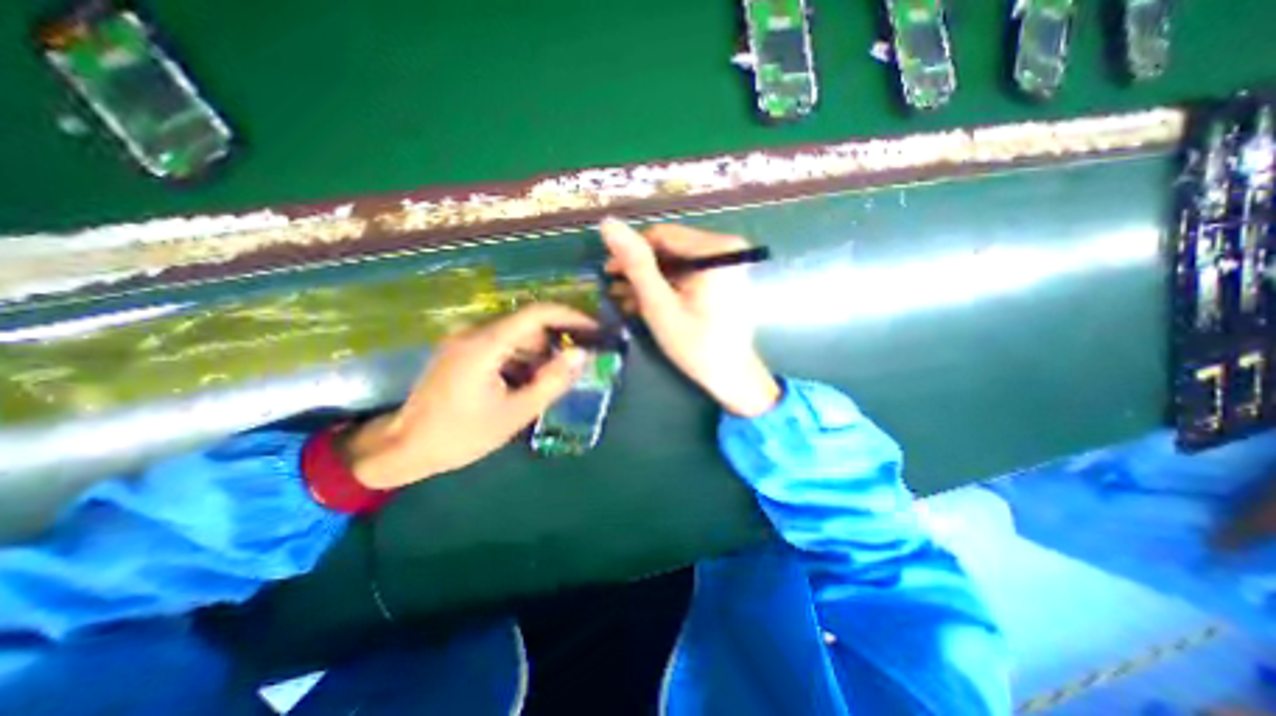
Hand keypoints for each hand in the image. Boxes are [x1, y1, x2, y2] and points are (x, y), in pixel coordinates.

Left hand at [338, 304, 596, 488]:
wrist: (404, 449)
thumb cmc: (461, 435)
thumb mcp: (515, 413)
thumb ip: (552, 382)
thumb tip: (581, 354)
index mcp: (485, 344)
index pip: (537, 313)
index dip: (571, 316)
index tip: (594, 329)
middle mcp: (474, 332)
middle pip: (528, 324)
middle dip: (556, 341)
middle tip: (575, 365)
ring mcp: (465, 340)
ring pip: (516, 335)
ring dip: (539, 353)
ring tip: (550, 381)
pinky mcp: (462, 351)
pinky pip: (502, 345)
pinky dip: (522, 358)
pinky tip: (526, 383)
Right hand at [598, 218, 778, 418]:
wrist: (731, 376)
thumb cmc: (695, 345)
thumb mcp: (660, 305)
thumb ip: (636, 264)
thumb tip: (608, 223)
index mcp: (717, 249)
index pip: (661, 236)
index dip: (630, 252)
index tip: (608, 273)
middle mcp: (727, 247)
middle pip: (670, 248)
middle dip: (640, 269)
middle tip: (615, 289)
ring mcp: (728, 261)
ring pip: (676, 261)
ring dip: (650, 279)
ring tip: (626, 299)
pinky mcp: (724, 276)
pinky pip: (688, 272)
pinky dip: (667, 285)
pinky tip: (647, 301)